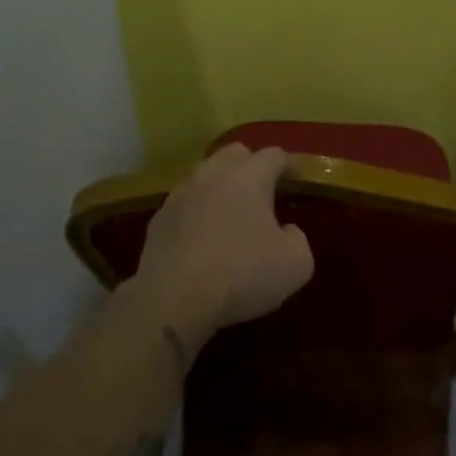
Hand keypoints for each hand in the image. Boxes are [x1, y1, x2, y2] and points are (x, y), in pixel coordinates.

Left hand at [131, 144, 313, 339]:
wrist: (174, 300)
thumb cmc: (242, 275)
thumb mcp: (295, 265)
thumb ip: (298, 239)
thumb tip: (286, 231)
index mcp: (249, 177)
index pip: (274, 155)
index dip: (289, 165)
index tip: (297, 179)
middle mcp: (212, 176)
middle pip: (234, 154)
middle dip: (251, 165)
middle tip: (264, 190)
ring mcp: (180, 196)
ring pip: (204, 176)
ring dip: (221, 186)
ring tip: (232, 211)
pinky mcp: (158, 221)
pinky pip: (184, 205)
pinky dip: (198, 212)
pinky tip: (203, 236)